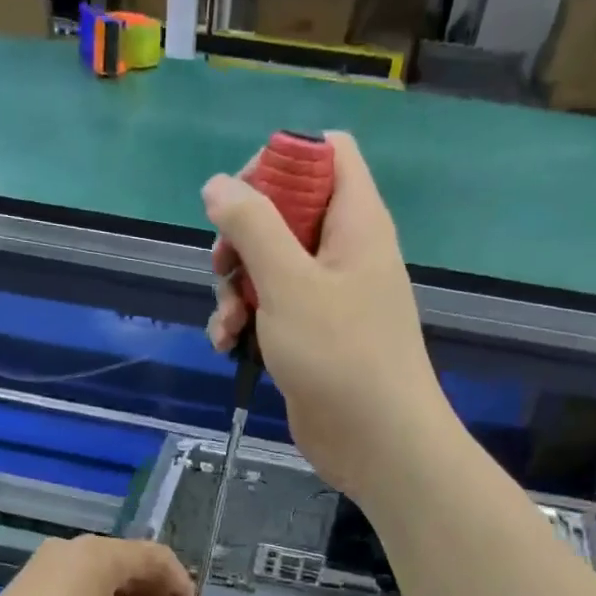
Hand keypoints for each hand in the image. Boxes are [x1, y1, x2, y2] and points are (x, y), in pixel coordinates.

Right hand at [204, 132, 448, 501]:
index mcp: (355, 221)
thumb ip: (252, 226)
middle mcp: (344, 251)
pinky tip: (227, 346)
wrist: (376, 442)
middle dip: (243, 237)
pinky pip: (271, 308)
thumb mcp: (288, 282)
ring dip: (236, 288)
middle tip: (224, 265)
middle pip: (285, 211)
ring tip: (226, 324)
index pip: (327, 153)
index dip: (281, 161)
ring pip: (269, 265)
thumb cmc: (339, 354)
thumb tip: (218, 184)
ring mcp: (328, 296)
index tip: (243, 197)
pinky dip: (245, 321)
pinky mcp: (311, 335)